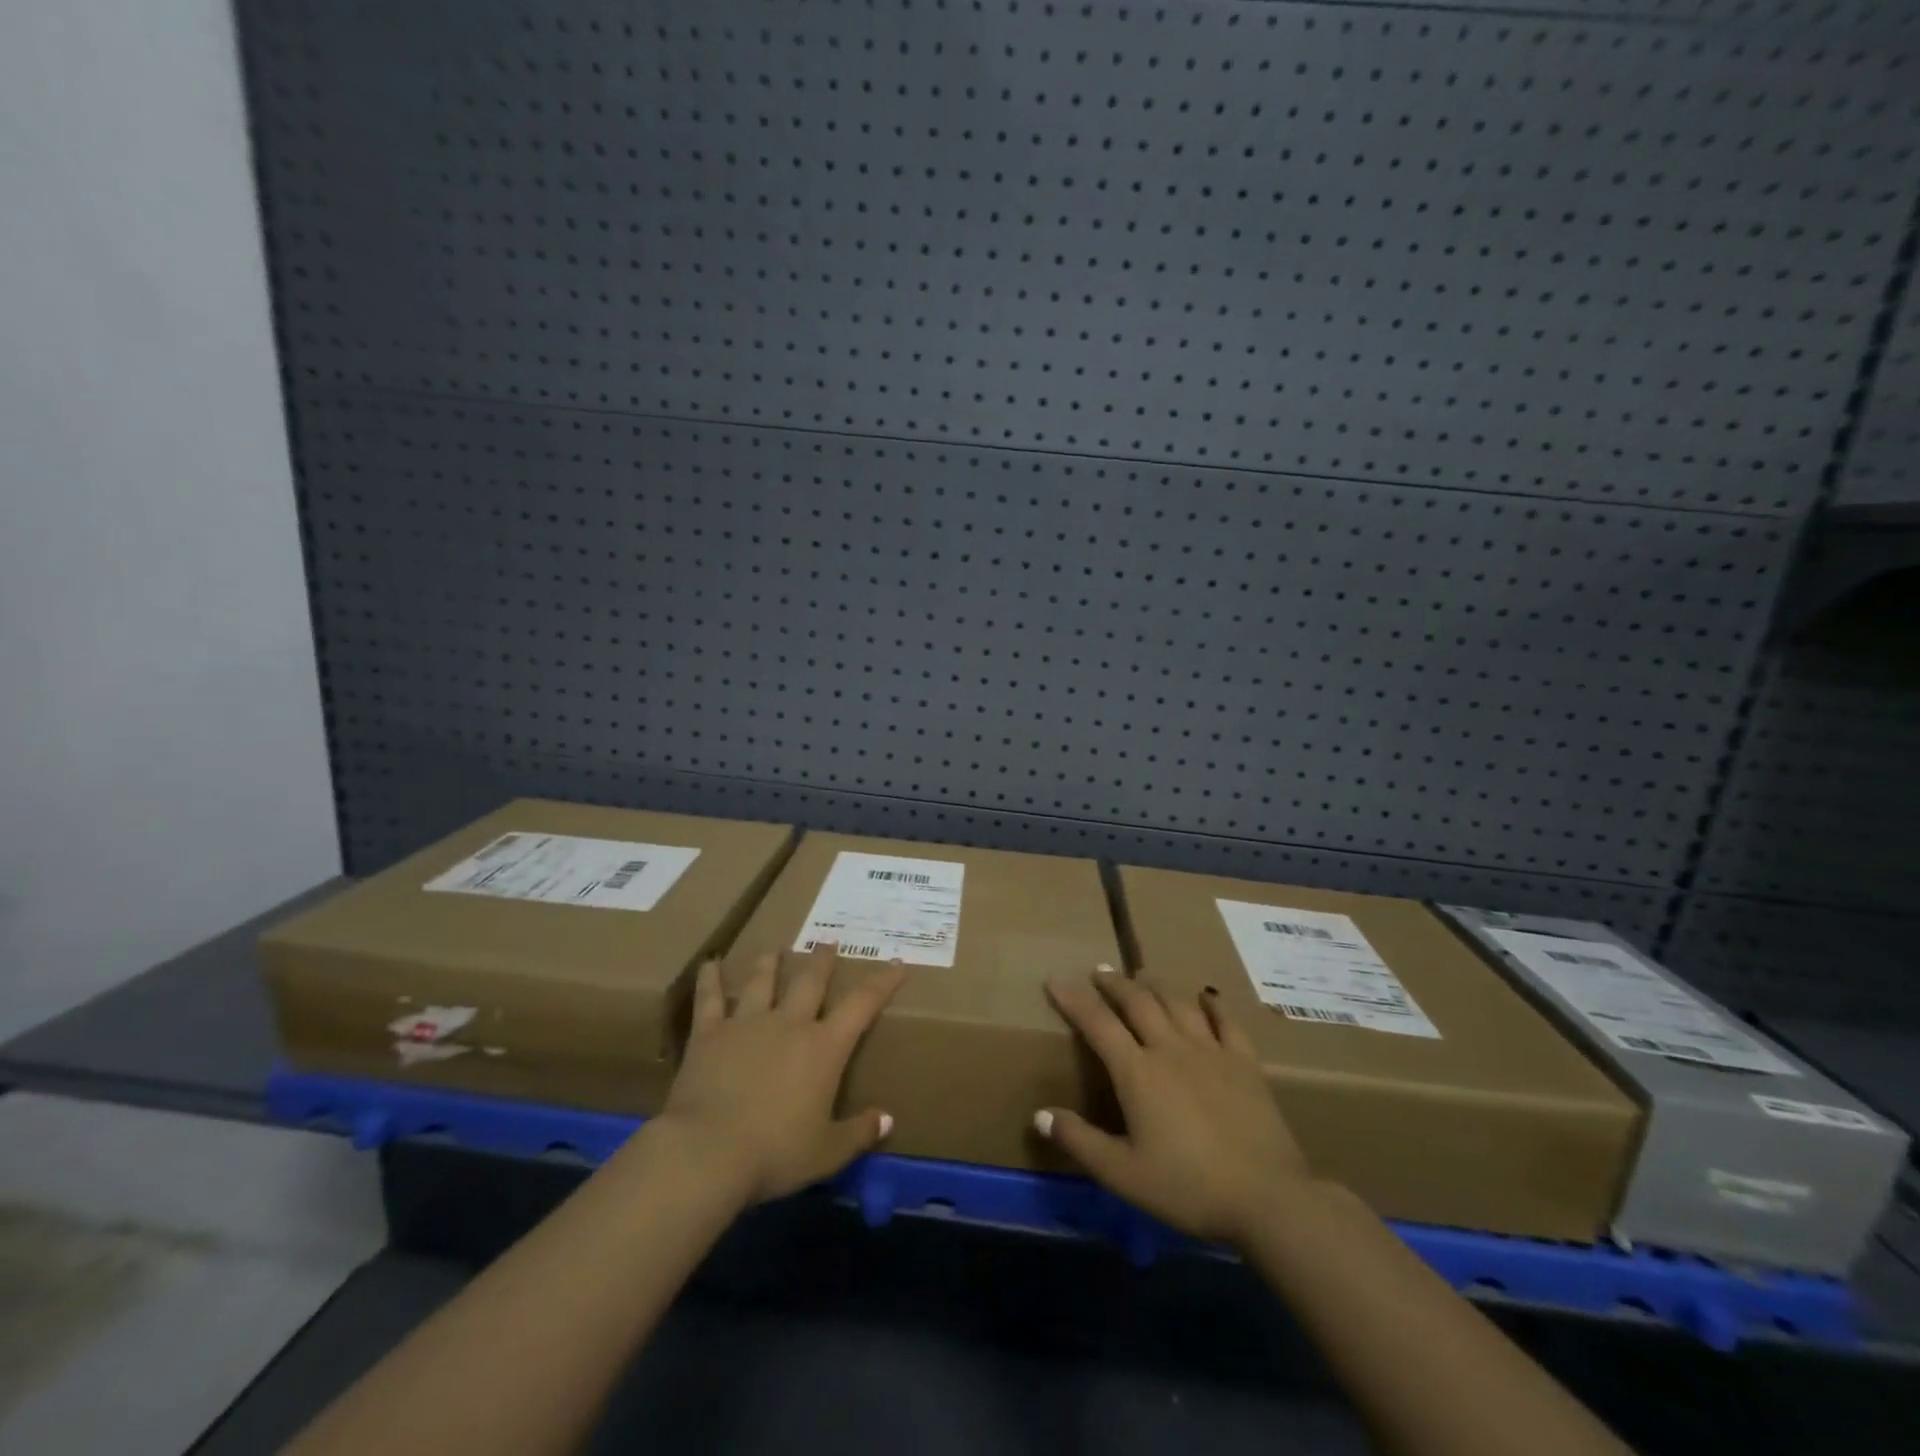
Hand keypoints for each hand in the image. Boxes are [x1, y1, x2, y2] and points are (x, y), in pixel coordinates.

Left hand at [646, 944, 905, 1205]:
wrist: (708, 1152)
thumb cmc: (775, 1153)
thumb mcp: (827, 1153)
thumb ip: (859, 1132)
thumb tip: (887, 1120)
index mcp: (824, 1048)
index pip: (862, 1005)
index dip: (883, 982)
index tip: (897, 963)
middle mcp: (790, 1024)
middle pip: (810, 981)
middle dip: (822, 960)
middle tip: (828, 941)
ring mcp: (747, 1023)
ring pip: (762, 982)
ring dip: (770, 964)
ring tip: (774, 950)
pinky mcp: (710, 1034)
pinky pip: (710, 999)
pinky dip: (710, 979)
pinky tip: (710, 963)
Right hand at [1038, 971, 1313, 1245]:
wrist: (1267, 1199)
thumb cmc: (1189, 1188)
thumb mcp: (1124, 1175)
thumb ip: (1080, 1142)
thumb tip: (1040, 1114)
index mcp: (1138, 1072)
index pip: (1097, 1023)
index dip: (1073, 999)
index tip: (1055, 980)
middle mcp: (1170, 1049)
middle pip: (1138, 1002)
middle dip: (1115, 983)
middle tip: (1100, 971)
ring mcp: (1211, 1051)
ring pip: (1177, 1003)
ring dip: (1156, 985)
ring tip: (1142, 976)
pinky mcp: (1245, 1063)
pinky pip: (1226, 1022)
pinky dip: (1213, 1004)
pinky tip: (1207, 995)